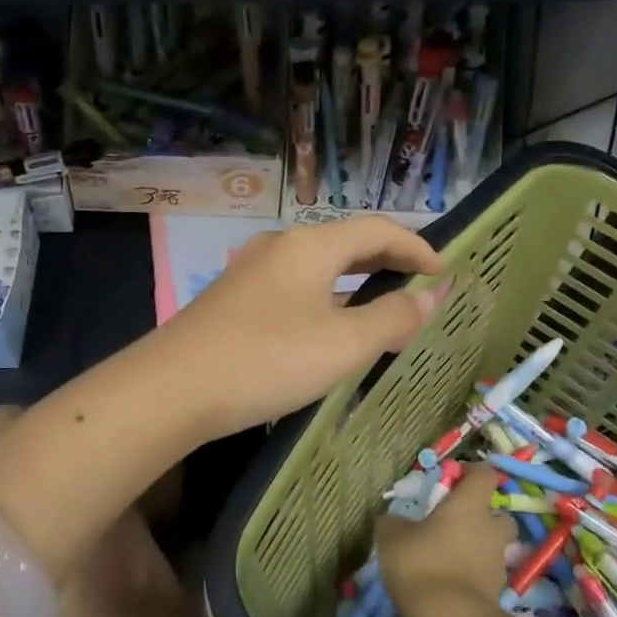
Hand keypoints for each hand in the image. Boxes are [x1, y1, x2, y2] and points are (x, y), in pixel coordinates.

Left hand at [154, 217, 447, 437]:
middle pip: (345, 242)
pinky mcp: (233, 299)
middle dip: (386, 260)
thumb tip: (430, 296)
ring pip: (317, 266)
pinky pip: (294, 287)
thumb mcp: (343, 344)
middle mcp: (279, 247)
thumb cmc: (268, 359)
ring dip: (354, 281)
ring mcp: (251, 271)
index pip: (377, 228)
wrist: (172, 388)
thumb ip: (392, 318)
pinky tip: (326, 328)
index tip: (444, 271)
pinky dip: (325, 298)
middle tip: (418, 285)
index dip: (416, 246)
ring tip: (380, 307)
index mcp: (310, 245)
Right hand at [376, 465, 511, 611]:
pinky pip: (484, 578)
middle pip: (500, 516)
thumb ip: (394, 522)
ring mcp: (497, 566)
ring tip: (447, 559)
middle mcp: (490, 531)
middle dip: (484, 518)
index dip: (472, 473)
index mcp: (470, 506)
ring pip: (494, 549)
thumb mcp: (391, 535)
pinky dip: (471, 578)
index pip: (485, 475)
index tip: (453, 479)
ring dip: (477, 550)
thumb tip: (394, 520)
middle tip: (456, 525)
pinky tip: (446, 585)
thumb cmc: (421, 563)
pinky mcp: (495, 597)